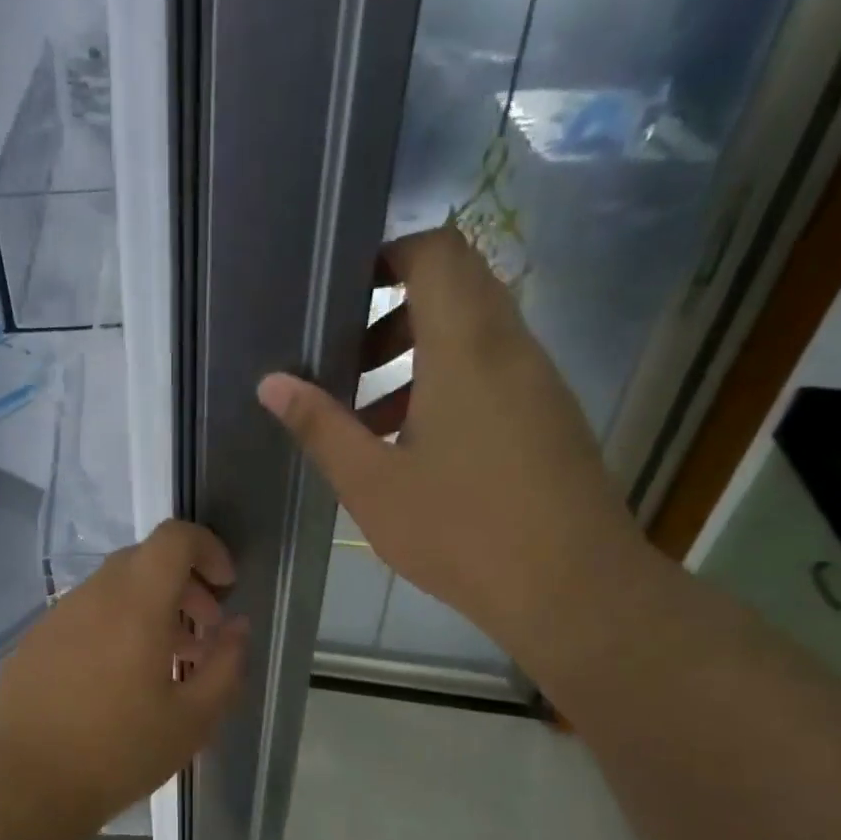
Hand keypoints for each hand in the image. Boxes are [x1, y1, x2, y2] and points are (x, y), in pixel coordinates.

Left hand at [0, 520, 250, 829]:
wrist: (22, 786)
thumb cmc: (117, 752)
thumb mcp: (193, 719)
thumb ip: (226, 665)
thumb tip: (237, 629)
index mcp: (134, 603)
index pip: (173, 537)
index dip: (208, 548)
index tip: (225, 587)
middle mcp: (91, 596)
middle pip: (143, 561)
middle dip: (183, 585)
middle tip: (202, 632)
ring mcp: (55, 618)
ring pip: (111, 591)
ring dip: (147, 610)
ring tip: (164, 664)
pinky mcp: (32, 643)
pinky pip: (83, 617)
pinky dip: (112, 627)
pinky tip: (115, 682)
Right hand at [257, 225, 645, 662]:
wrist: (570, 586)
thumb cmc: (460, 530)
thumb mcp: (371, 483)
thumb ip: (321, 426)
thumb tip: (271, 382)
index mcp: (465, 348)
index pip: (437, 253)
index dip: (388, 256)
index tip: (343, 293)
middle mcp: (510, 347)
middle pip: (457, 287)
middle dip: (394, 311)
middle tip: (347, 359)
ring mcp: (538, 381)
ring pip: (475, 332)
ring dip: (418, 353)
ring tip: (369, 415)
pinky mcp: (549, 415)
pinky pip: (495, 370)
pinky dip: (449, 382)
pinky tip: (414, 447)